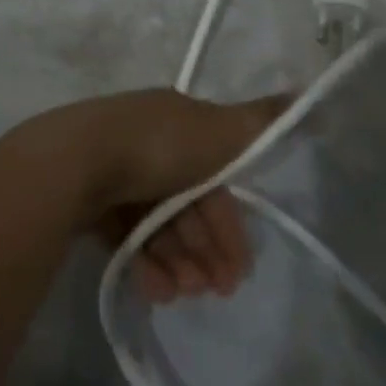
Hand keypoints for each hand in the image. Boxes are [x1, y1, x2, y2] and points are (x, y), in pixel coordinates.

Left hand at [41, 90, 287, 303]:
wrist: (77, 161)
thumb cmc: (157, 146)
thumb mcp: (220, 130)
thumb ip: (263, 120)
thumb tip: (308, 90)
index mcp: (177, 121)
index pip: (215, 175)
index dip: (230, 221)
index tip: (242, 267)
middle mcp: (147, 142)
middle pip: (187, 204)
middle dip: (206, 249)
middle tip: (215, 291)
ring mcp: (114, 170)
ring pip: (157, 224)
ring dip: (178, 262)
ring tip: (181, 295)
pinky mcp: (87, 199)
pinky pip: (125, 235)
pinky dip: (144, 263)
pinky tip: (154, 289)